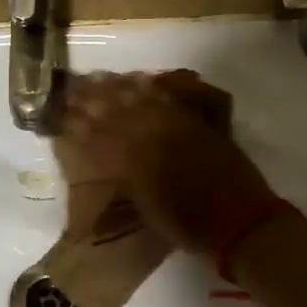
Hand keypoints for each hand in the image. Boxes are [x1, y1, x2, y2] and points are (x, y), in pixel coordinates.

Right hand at [61, 72, 276, 254]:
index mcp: (138, 159)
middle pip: (121, 110)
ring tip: (104, 79)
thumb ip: (128, 176)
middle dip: (97, 99)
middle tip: (77, 89)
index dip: (82, 124)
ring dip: (123, 88)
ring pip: (146, 99)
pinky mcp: (203, 123)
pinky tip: (149, 80)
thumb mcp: (147, 206)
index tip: (65, 113)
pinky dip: (160, 87)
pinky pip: (177, 97)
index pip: (102, 135)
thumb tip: (108, 156)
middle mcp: (156, 135)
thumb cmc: (190, 226)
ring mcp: (182, 126)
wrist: (240, 223)